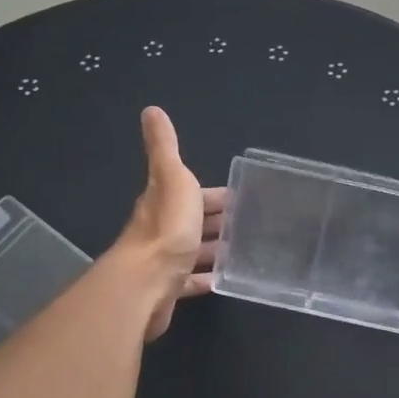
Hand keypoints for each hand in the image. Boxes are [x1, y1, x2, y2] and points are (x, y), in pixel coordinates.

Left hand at [114, 107, 224, 339]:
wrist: (146, 283)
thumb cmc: (166, 229)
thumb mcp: (172, 178)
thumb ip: (164, 147)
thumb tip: (151, 110)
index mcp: (164, 199)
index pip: (193, 192)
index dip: (215, 194)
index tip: (244, 197)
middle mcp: (162, 228)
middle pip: (194, 221)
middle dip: (219, 221)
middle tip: (252, 225)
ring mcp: (165, 259)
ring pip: (194, 249)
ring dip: (215, 248)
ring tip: (246, 250)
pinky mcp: (170, 287)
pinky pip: (192, 280)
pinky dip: (208, 277)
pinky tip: (226, 278)